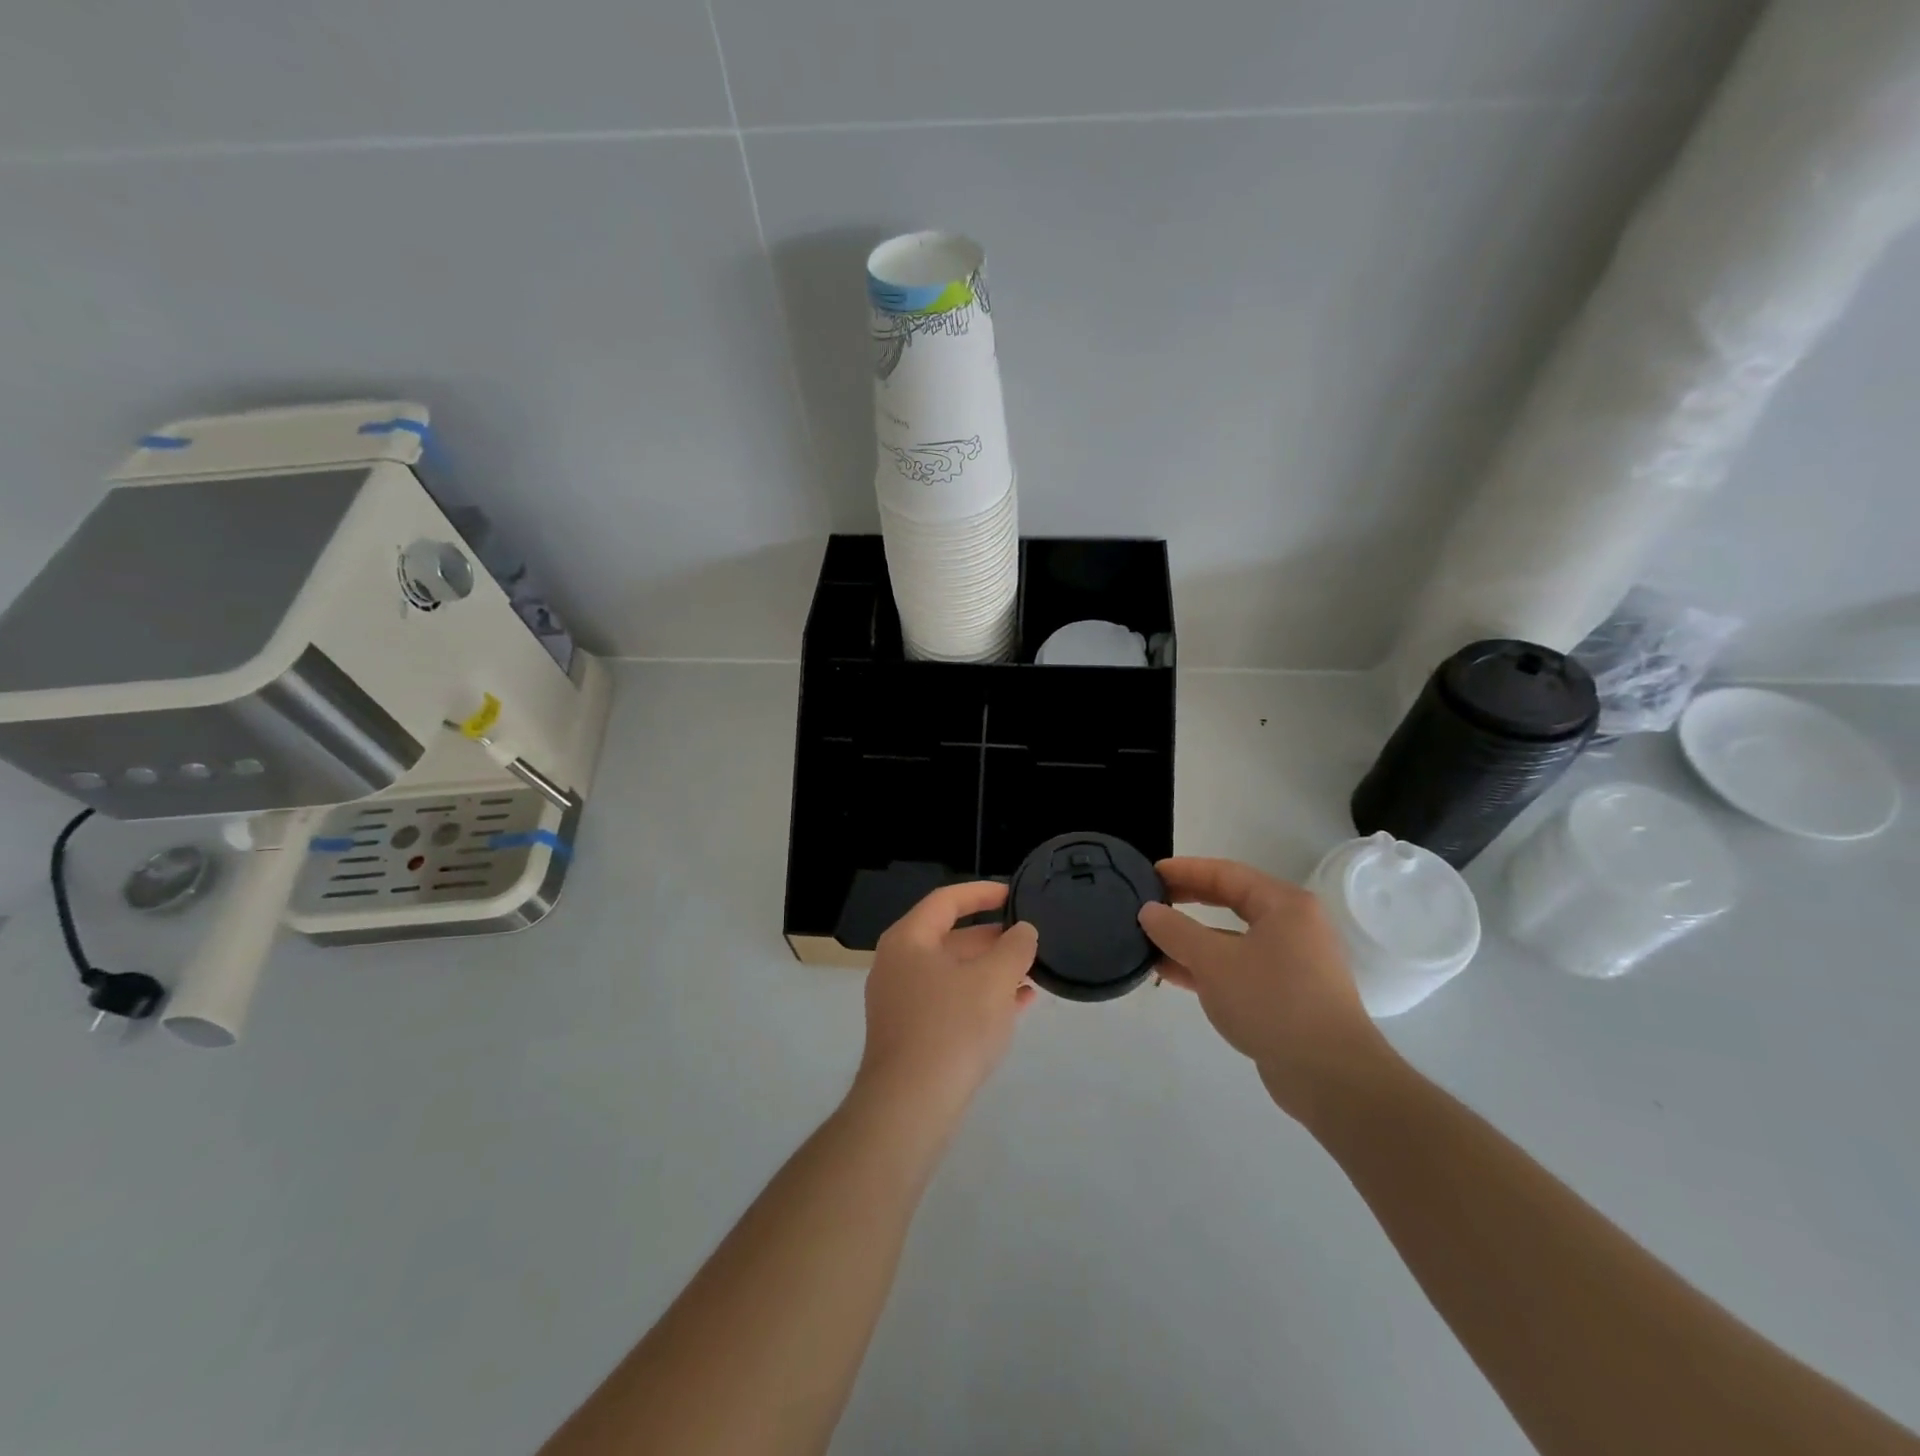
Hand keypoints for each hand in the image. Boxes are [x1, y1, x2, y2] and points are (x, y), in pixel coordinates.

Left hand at [857, 882, 1038, 1116]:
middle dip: (993, 938)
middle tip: (1029, 939)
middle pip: (950, 937)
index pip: (946, 900)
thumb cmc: (951, 1027)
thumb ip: (1014, 947)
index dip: (982, 893)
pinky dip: (982, 997)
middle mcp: (899, 965)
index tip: (1014, 894)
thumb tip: (1023, 931)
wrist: (910, 1106)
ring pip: (954, 973)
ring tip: (1032, 973)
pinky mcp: (912, 1034)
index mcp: (909, 940)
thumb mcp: (993, 980)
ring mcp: (902, 1002)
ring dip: (992, 970)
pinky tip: (1018, 1004)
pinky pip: (951, 1002)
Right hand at [1138, 858, 1394, 1119]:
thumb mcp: (1214, 962)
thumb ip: (1177, 931)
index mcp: (1284, 905)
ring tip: (1151, 940)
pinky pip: (1239, 968)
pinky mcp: (1287, 996)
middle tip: (1150, 901)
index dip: (1185, 870)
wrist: (1330, 1076)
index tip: (1150, 873)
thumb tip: (1148, 911)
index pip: (1226, 874)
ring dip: (1192, 939)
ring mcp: (1292, 963)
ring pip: (1233, 939)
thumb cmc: (1273, 1002)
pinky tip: (1173, 974)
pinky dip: (1207, 967)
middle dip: (1188, 901)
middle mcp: (1293, 927)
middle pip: (1231, 902)